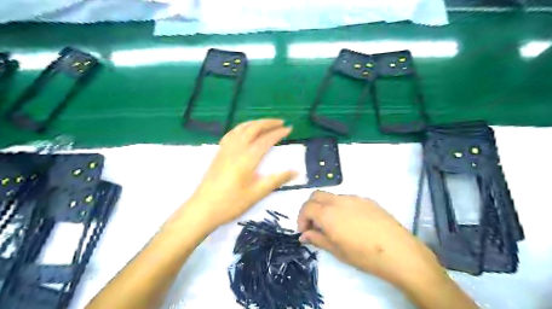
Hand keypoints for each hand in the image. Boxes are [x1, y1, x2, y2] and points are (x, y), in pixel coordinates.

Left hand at [180, 119, 297, 230]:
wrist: (202, 208)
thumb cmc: (231, 203)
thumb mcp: (257, 193)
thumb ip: (277, 180)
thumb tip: (296, 172)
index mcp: (248, 157)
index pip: (266, 139)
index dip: (279, 133)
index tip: (290, 128)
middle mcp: (237, 148)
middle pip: (254, 127)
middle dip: (268, 122)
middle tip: (281, 122)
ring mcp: (226, 148)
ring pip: (242, 127)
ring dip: (255, 122)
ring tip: (266, 124)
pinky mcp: (219, 152)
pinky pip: (232, 132)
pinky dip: (243, 127)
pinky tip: (245, 131)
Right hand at [298, 190, 442, 289]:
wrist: (399, 252)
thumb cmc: (364, 255)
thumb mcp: (337, 250)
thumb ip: (317, 239)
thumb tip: (304, 235)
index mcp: (328, 213)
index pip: (306, 207)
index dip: (301, 219)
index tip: (304, 231)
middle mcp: (339, 200)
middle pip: (316, 195)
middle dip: (310, 208)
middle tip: (314, 225)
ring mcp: (354, 198)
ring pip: (332, 196)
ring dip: (325, 207)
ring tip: (333, 225)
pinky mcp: (367, 200)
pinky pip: (347, 199)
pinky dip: (340, 207)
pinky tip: (351, 222)